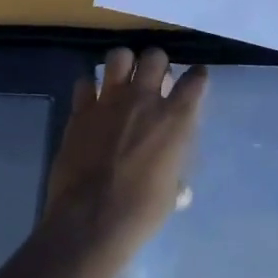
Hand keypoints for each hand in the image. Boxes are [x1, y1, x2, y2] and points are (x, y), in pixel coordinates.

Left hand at [46, 47, 208, 257]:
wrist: (90, 221)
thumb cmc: (140, 212)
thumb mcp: (170, 194)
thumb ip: (176, 178)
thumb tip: (181, 190)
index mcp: (175, 119)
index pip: (195, 79)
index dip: (197, 76)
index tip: (195, 80)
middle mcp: (144, 100)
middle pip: (155, 56)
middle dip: (157, 63)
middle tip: (154, 79)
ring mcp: (109, 101)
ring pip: (118, 56)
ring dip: (124, 64)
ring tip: (123, 78)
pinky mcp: (80, 111)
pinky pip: (85, 82)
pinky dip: (90, 87)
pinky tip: (93, 100)